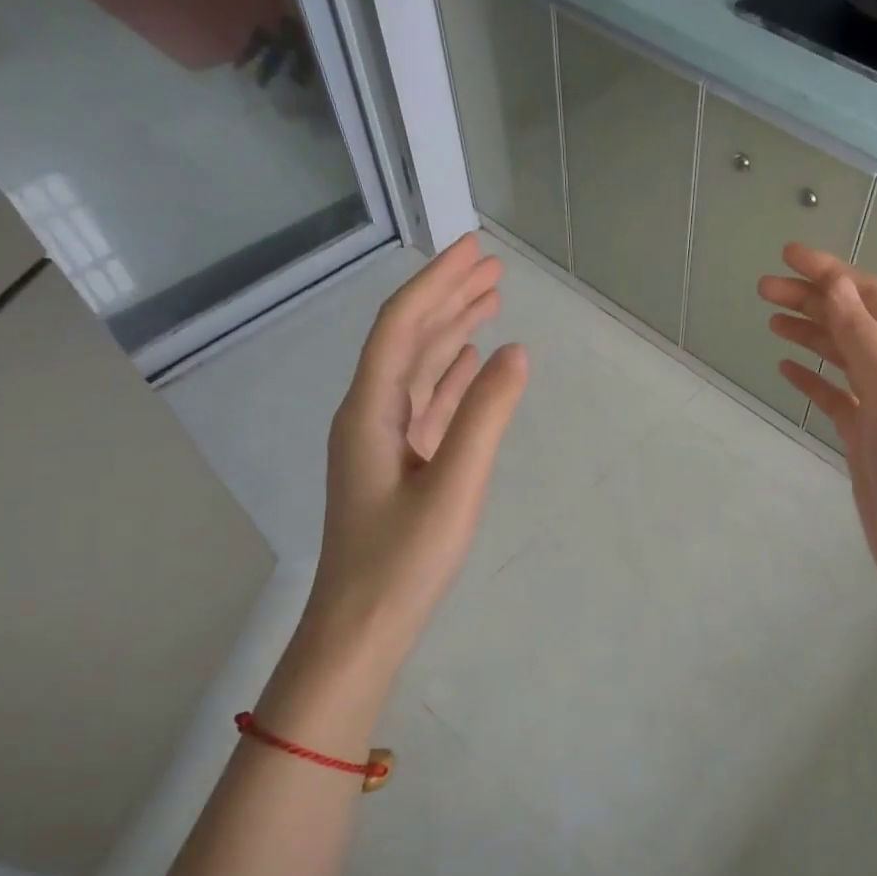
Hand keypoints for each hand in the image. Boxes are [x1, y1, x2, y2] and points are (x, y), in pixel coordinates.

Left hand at [302, 233, 527, 670]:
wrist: (361, 626)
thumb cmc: (403, 560)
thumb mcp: (454, 486)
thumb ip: (484, 416)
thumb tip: (515, 352)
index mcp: (371, 410)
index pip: (403, 325)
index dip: (437, 282)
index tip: (475, 249)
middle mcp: (372, 414)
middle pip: (409, 339)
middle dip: (449, 297)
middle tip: (492, 266)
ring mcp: (385, 441)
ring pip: (420, 369)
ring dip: (453, 332)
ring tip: (490, 301)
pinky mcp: (401, 464)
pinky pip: (428, 404)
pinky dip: (451, 376)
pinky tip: (472, 363)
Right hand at [759, 244, 876, 617]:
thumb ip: (866, 342)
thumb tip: (835, 287)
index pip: (869, 298)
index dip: (831, 272)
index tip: (787, 256)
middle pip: (850, 321)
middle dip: (811, 298)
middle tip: (763, 289)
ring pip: (839, 355)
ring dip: (809, 331)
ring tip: (770, 318)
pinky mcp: (862, 438)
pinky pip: (832, 395)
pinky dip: (810, 376)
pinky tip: (787, 367)